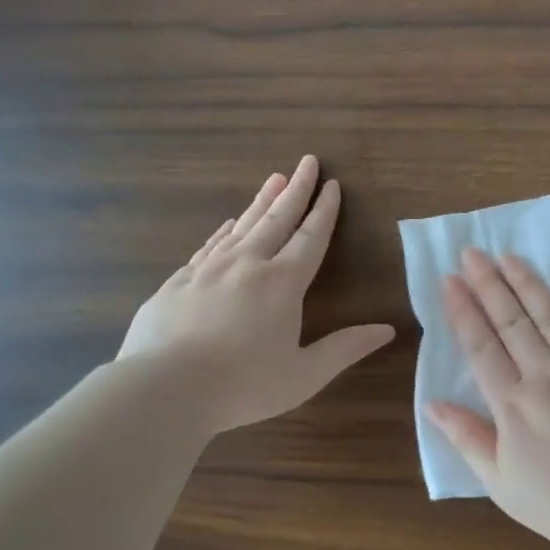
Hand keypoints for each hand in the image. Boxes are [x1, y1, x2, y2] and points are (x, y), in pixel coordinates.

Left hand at [119, 156, 394, 433]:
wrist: (163, 388)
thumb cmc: (243, 385)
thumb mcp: (305, 375)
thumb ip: (345, 349)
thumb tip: (386, 330)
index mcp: (283, 283)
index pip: (311, 238)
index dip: (324, 211)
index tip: (332, 185)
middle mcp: (248, 264)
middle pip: (277, 218)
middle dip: (296, 189)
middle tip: (306, 161)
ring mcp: (209, 269)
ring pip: (242, 225)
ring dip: (262, 202)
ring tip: (274, 179)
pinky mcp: (178, 281)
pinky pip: (209, 245)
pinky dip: (225, 230)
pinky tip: (229, 224)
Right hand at [426, 248, 549, 549]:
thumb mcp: (502, 484)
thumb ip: (468, 439)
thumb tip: (432, 404)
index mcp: (513, 404)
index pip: (480, 347)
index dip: (462, 311)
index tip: (449, 279)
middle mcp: (546, 376)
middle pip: (511, 321)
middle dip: (489, 283)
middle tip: (473, 251)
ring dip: (528, 282)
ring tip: (509, 255)